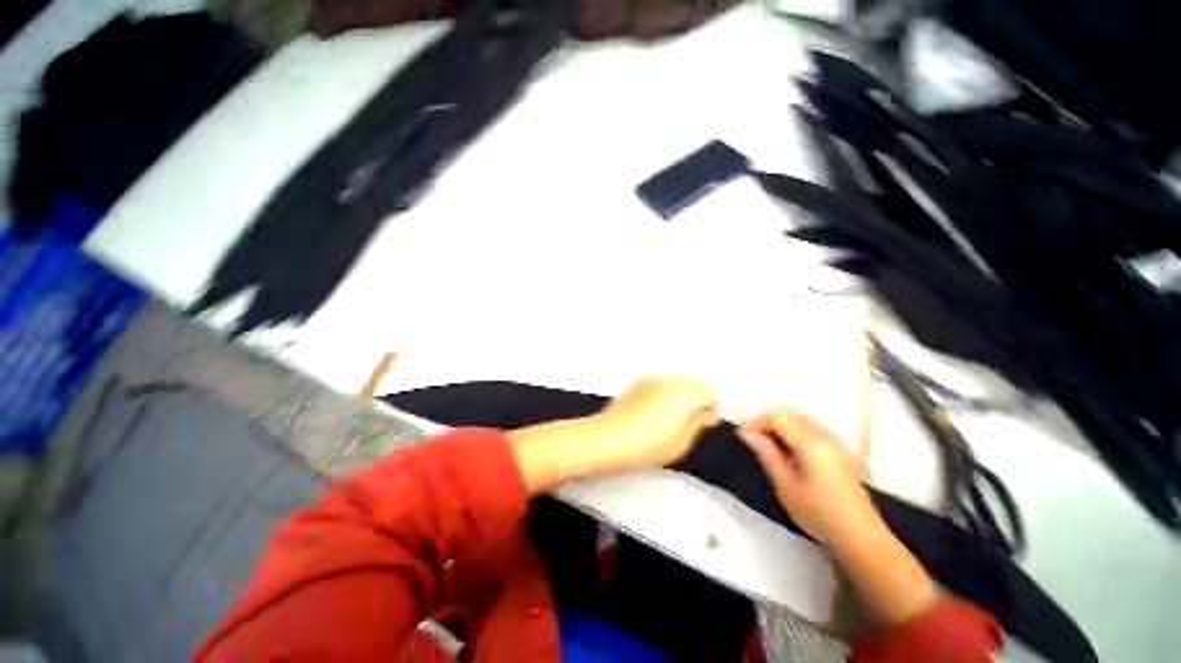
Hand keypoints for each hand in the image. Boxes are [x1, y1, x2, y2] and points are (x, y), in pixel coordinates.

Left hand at [592, 375, 719, 473]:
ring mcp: (651, 379)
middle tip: (690, 420)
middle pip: (692, 383)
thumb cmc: (648, 446)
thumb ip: (698, 424)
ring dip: (679, 394)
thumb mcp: (680, 442)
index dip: (711, 406)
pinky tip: (654, 411)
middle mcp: (668, 380)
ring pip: (675, 382)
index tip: (707, 421)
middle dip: (696, 398)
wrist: (609, 438)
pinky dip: (664, 392)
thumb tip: (708, 414)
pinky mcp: (637, 383)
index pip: (708, 391)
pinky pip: (659, 383)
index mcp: (683, 393)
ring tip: (670, 417)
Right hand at [737, 408, 878, 545]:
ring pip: (799, 419)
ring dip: (780, 427)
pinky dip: (793, 433)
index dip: (756, 420)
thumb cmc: (819, 513)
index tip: (743, 436)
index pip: (777, 414)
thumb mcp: (785, 484)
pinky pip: (810, 429)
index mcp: (811, 442)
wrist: (861, 537)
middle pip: (789, 413)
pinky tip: (789, 455)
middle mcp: (825, 434)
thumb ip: (765, 452)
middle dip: (767, 422)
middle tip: (754, 442)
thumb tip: (745, 431)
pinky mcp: (839, 450)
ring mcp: (835, 441)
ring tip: (769, 449)